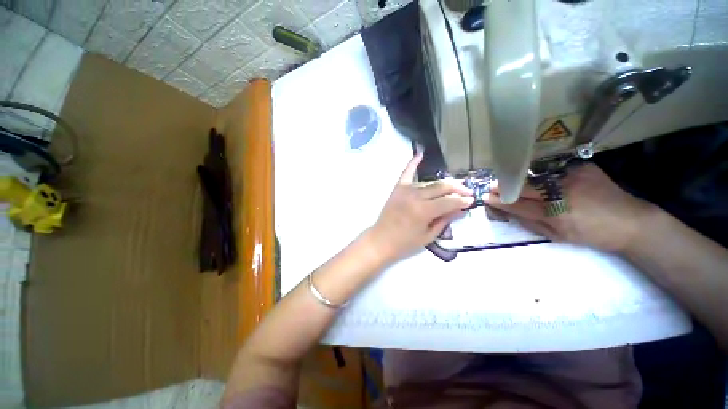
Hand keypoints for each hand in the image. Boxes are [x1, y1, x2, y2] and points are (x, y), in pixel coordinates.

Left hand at [368, 152, 473, 262]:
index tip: (472, 200)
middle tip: (467, 191)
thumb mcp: (429, 236)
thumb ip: (445, 220)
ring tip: (454, 185)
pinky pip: (407, 173)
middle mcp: (416, 196)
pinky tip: (420, 154)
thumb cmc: (405, 243)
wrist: (381, 240)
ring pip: (430, 182)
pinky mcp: (398, 188)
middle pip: (442, 187)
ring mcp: (405, 190)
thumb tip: (461, 208)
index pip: (449, 201)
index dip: (463, 200)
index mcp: (424, 210)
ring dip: (443, 183)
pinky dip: (413, 163)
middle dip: (458, 188)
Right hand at [486, 163, 655, 252]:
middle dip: (504, 186)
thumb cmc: (592, 234)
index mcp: (555, 214)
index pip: (517, 205)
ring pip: (536, 177)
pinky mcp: (583, 168)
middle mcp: (561, 194)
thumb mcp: (559, 237)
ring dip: (521, 179)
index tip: (486, 197)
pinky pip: (556, 169)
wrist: (631, 222)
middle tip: (492, 186)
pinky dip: (545, 173)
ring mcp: (572, 178)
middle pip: (524, 188)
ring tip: (510, 180)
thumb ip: (531, 224)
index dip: (500, 201)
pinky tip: (543, 176)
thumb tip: (510, 213)